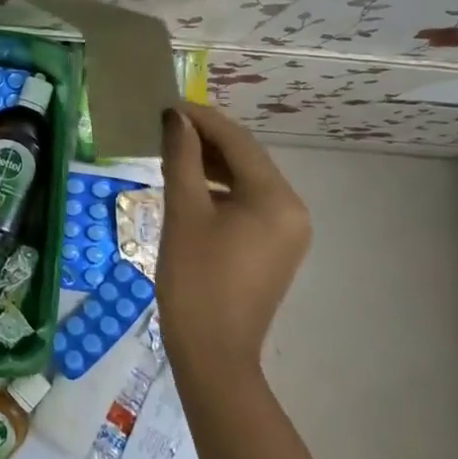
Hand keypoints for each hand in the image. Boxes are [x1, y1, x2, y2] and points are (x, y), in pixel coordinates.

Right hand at [158, 103, 311, 388]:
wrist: (212, 354)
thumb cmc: (195, 279)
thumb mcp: (183, 211)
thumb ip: (182, 157)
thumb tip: (176, 118)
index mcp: (276, 198)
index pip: (237, 141)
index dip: (201, 118)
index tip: (167, 105)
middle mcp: (292, 209)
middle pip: (246, 158)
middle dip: (206, 139)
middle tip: (165, 125)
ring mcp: (287, 231)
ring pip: (247, 181)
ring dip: (212, 163)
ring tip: (172, 151)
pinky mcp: (275, 248)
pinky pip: (248, 204)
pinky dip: (220, 190)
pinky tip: (190, 186)